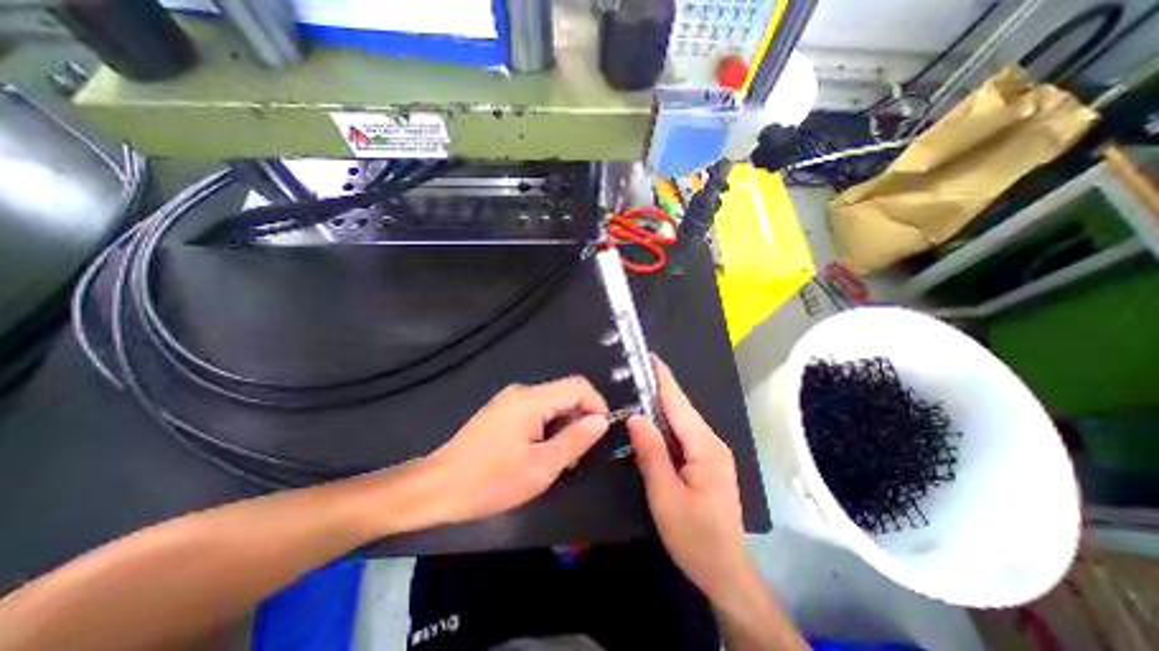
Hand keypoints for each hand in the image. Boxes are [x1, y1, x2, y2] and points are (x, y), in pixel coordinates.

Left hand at [424, 376, 605, 524]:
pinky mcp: (502, 411)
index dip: (597, 405)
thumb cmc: (490, 481)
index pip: (578, 386)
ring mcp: (510, 400)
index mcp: (532, 399)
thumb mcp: (541, 467)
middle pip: (565, 393)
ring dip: (563, 425)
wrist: (438, 487)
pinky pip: (536, 410)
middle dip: (579, 419)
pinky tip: (540, 452)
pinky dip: (548, 427)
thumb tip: (601, 420)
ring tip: (558, 458)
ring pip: (552, 403)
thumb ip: (576, 440)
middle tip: (577, 455)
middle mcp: (522, 392)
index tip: (601, 433)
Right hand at [624, 359, 752, 601]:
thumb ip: (651, 452)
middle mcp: (711, 441)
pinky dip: (664, 424)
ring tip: (635, 389)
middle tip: (632, 372)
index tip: (647, 355)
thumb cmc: (695, 536)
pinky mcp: (706, 462)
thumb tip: (635, 416)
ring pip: (680, 420)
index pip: (678, 401)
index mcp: (704, 445)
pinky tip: (649, 422)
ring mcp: (711, 451)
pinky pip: (682, 434)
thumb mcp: (665, 495)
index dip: (662, 377)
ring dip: (659, 405)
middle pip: (680, 407)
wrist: (725, 572)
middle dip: (657, 387)